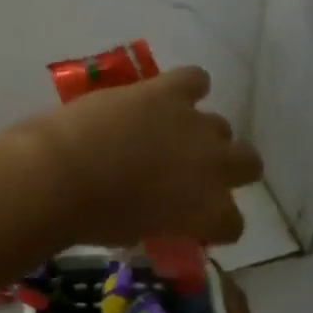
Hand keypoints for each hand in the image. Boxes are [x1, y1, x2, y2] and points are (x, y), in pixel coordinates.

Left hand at [21, 66, 261, 247]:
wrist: (63, 174)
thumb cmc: (91, 217)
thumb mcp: (136, 233)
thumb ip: (163, 221)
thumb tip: (160, 212)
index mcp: (208, 213)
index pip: (233, 223)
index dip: (214, 221)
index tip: (193, 220)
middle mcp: (214, 167)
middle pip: (248, 164)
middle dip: (227, 169)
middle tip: (193, 172)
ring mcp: (195, 125)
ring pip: (222, 125)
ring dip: (201, 132)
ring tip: (170, 133)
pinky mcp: (168, 92)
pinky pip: (197, 79)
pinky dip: (188, 86)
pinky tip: (168, 95)